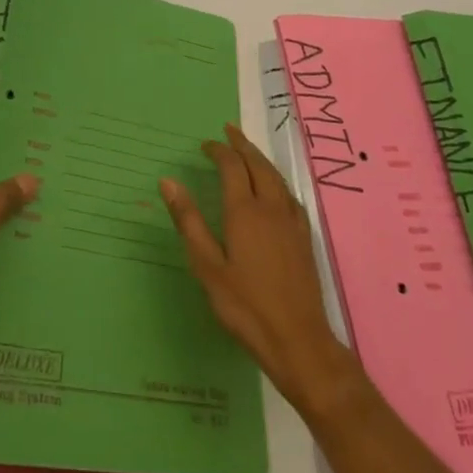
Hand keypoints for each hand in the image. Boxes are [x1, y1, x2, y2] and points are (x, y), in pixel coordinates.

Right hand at [160, 123, 354, 412]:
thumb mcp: (207, 266)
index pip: (232, 166)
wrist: (299, 341)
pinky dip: (276, 180)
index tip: (205, 145)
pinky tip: (275, 189)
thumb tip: (168, 181)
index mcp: (244, 211)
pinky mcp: (304, 238)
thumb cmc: (246, 306)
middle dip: (242, 145)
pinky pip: (289, 195)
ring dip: (260, 158)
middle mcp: (270, 207)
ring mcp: (291, 222)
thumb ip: (189, 222)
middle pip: (257, 164)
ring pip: (276, 177)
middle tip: (229, 131)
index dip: (218, 151)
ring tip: (248, 151)